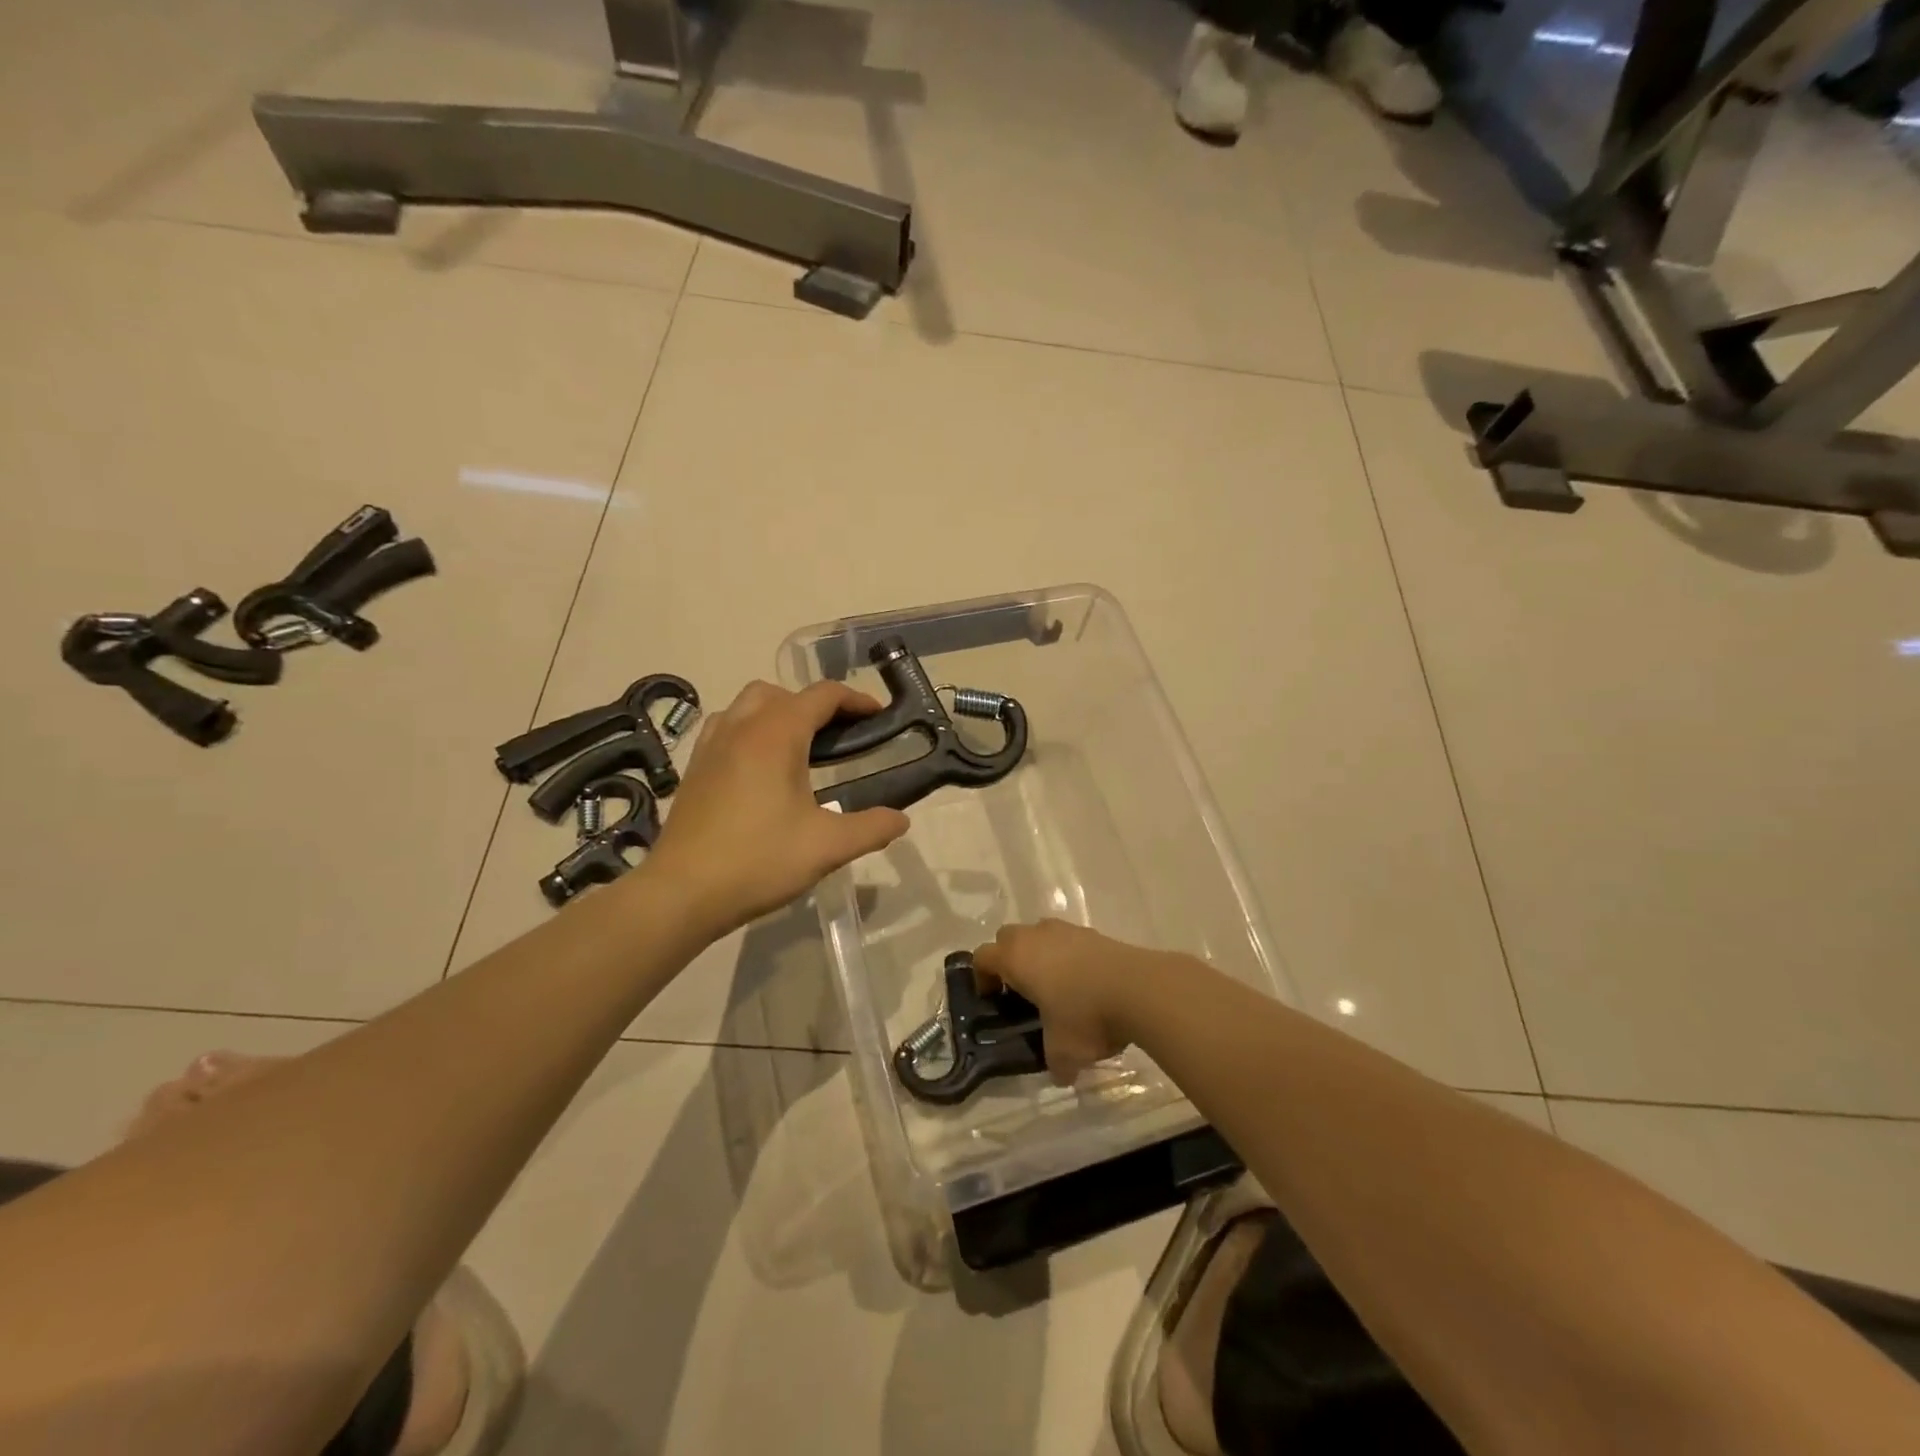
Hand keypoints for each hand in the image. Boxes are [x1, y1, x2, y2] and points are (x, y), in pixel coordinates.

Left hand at [645, 680, 909, 937]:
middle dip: (814, 705)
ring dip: (778, 713)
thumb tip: (901, 819)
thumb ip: (870, 828)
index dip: (855, 700)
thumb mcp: (827, 847)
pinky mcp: (694, 768)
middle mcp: (741, 728)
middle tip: (838, 736)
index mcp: (776, 735)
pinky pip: (726, 727)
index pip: (822, 695)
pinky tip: (760, 769)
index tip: (877, 716)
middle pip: (782, 693)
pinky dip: (750, 730)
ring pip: (747, 705)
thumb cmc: (758, 861)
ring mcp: (711, 746)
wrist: (681, 893)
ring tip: (799, 748)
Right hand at [971, 920, 1163, 1083]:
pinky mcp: (1095, 933)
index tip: (993, 1000)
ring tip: (1057, 988)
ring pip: (1040, 935)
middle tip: (1021, 991)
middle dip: (1009, 960)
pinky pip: (1069, 941)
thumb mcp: (1064, 1051)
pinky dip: (1070, 957)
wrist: (1139, 988)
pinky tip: (1087, 984)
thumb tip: (1061, 1075)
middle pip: (1008, 938)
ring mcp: (1067, 930)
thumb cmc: (1086, 1016)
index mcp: (1016, 958)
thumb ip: (1056, 1063)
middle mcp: (1036, 936)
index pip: (982, 957)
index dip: (982, 978)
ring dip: (1041, 955)